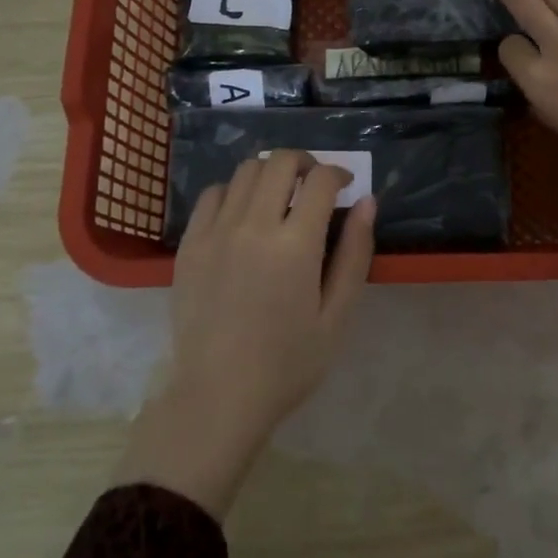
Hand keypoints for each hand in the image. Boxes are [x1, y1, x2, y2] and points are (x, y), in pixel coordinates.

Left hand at [115, 151, 375, 518]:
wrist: (218, 395)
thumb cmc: (288, 363)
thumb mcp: (337, 316)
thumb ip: (355, 254)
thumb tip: (367, 202)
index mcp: (295, 245)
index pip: (320, 180)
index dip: (339, 173)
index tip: (345, 185)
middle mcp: (253, 226)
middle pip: (279, 162)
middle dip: (305, 162)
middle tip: (315, 183)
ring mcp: (215, 232)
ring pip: (245, 171)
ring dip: (270, 172)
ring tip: (280, 196)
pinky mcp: (190, 244)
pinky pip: (212, 195)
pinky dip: (234, 190)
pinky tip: (243, 213)